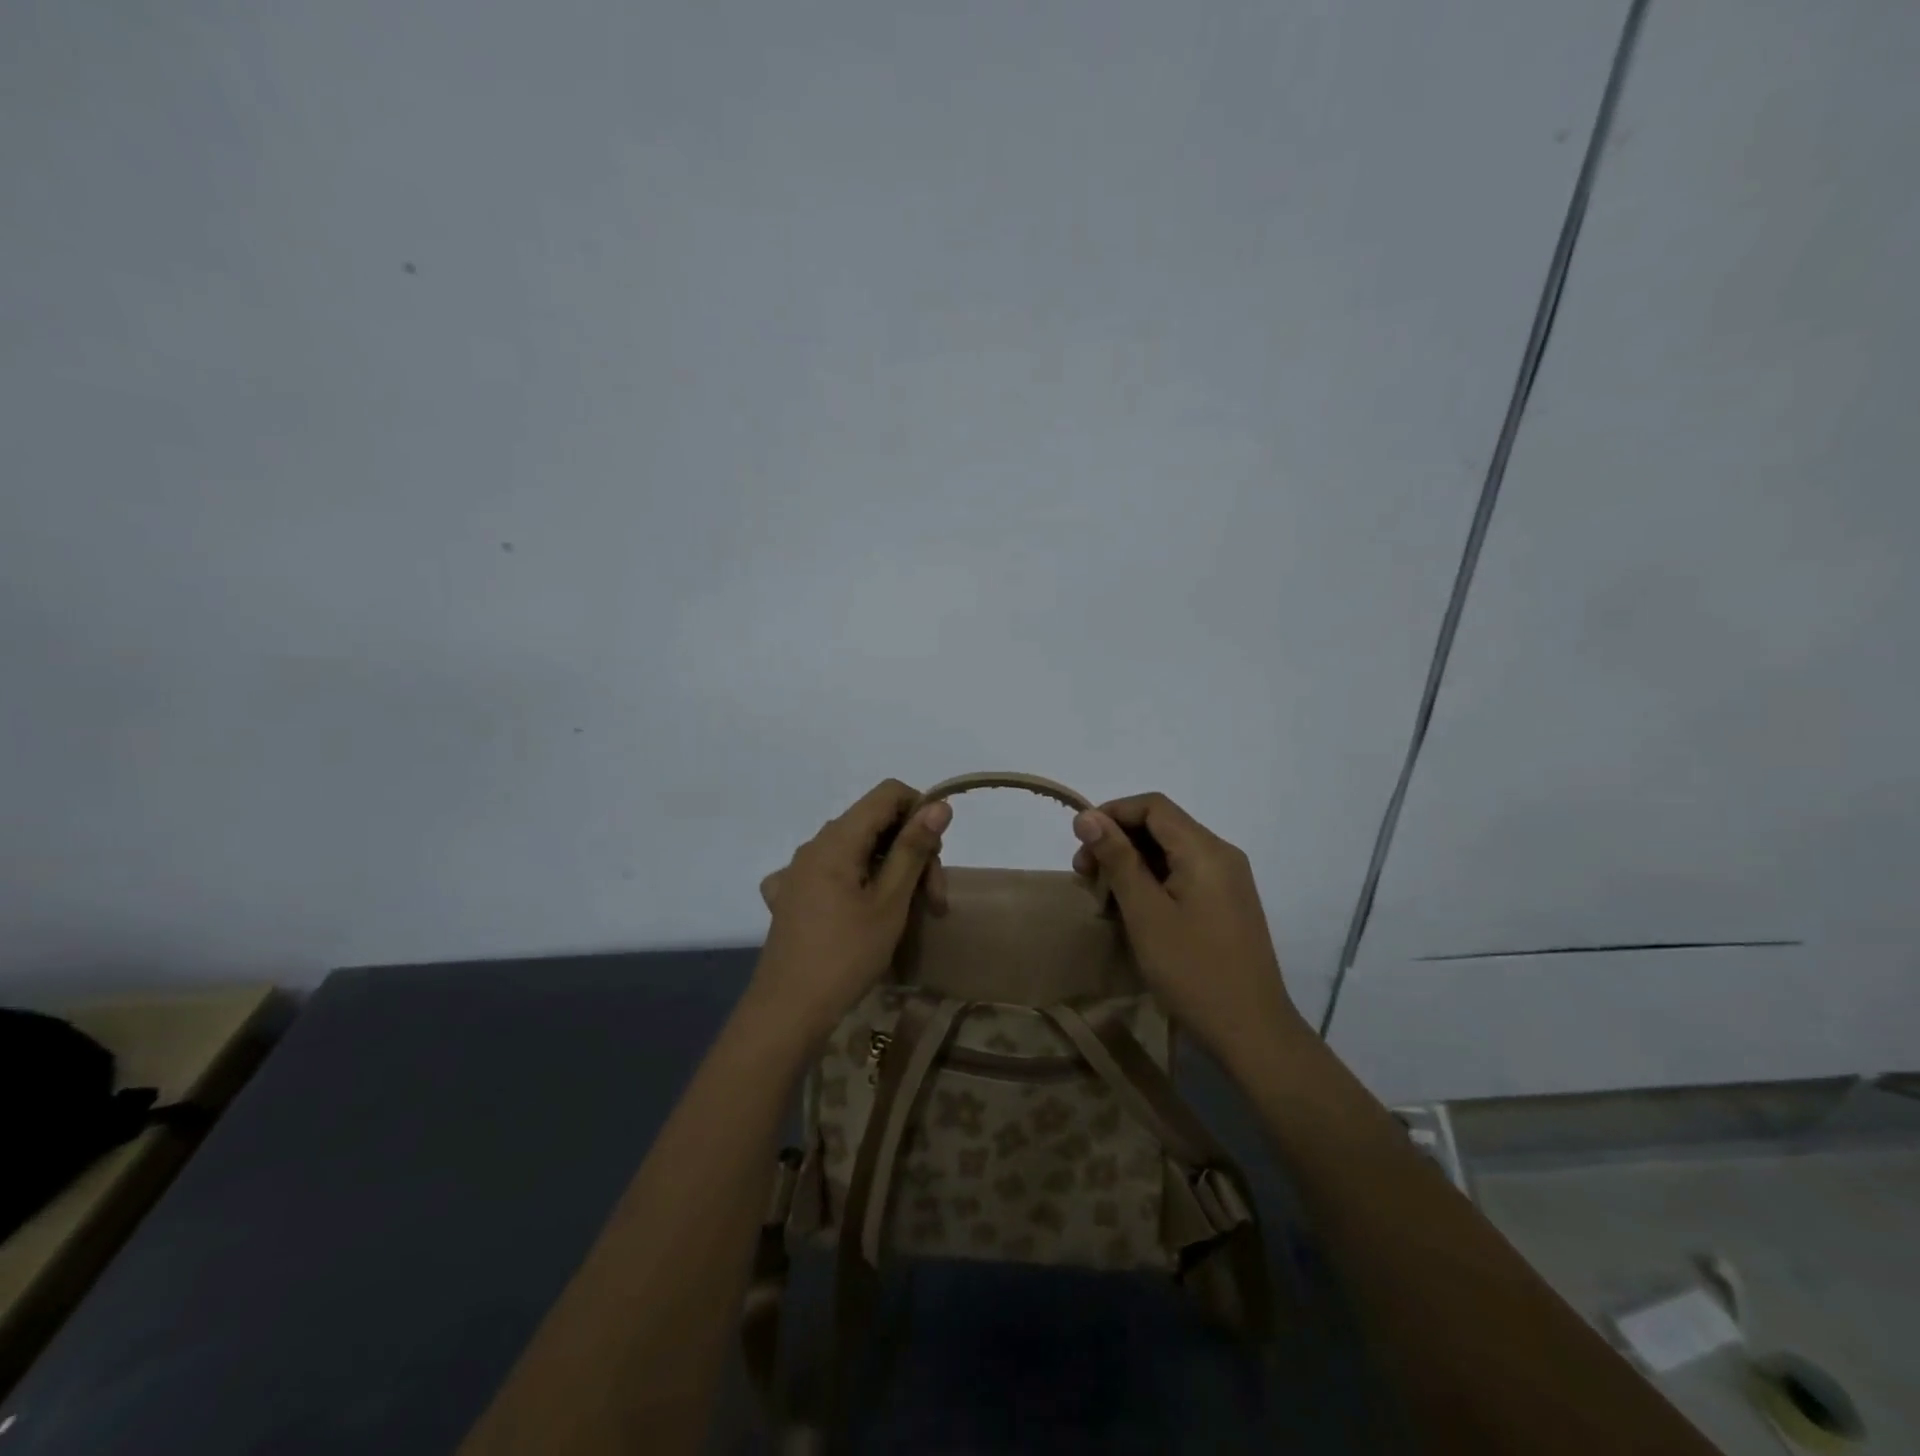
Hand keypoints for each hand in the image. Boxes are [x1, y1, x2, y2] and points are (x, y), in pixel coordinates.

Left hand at [750, 780, 951, 1046]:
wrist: (787, 1011)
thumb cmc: (846, 955)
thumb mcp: (890, 902)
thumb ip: (913, 848)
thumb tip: (938, 805)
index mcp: (837, 839)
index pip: (888, 793)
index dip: (920, 811)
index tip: (936, 855)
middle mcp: (814, 844)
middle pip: (874, 823)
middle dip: (910, 851)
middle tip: (932, 900)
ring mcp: (797, 870)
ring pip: (855, 849)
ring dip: (889, 870)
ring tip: (908, 913)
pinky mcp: (790, 895)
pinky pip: (832, 872)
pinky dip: (856, 882)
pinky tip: (858, 912)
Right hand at [1070, 792, 1307, 1065]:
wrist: (1252, 1032)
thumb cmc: (1193, 970)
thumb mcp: (1145, 913)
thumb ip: (1117, 859)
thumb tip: (1087, 816)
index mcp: (1205, 850)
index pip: (1153, 806)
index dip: (1112, 814)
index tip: (1080, 843)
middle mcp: (1221, 854)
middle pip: (1162, 826)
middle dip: (1118, 840)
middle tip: (1085, 875)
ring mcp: (1228, 880)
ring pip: (1171, 851)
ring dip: (1132, 863)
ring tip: (1103, 896)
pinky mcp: (1227, 903)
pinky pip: (1184, 874)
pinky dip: (1153, 880)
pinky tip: (1133, 909)